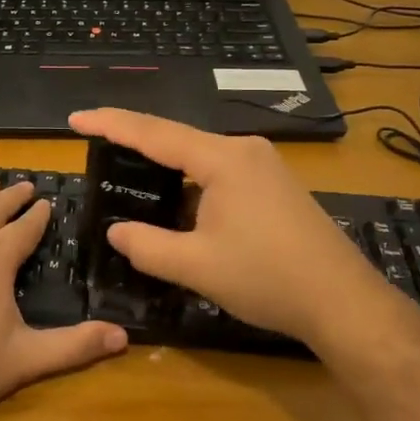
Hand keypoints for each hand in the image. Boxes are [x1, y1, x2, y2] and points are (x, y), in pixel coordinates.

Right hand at [68, 108, 397, 350]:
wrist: (343, 302)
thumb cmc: (268, 278)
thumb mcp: (196, 266)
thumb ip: (147, 246)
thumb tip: (117, 232)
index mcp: (223, 158)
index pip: (154, 132)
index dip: (111, 124)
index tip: (76, 118)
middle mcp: (245, 150)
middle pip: (178, 139)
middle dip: (136, 144)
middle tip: (97, 146)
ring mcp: (265, 167)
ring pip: (201, 159)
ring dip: (166, 169)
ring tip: (131, 176)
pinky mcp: (275, 186)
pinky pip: (221, 174)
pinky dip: (192, 184)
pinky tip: (179, 205)